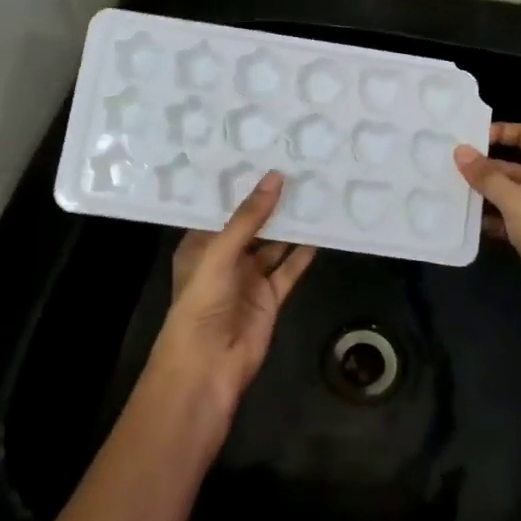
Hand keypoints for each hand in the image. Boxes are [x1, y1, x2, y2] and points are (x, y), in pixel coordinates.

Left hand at [143, 171, 316, 428]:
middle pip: (251, 225)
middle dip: (270, 202)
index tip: (263, 154)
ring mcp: (248, 278)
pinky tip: (320, 230)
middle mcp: (224, 258)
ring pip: (273, 245)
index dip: (241, 186)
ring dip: (290, 224)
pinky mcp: (270, 297)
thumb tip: (276, 177)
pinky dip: (303, 253)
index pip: (221, 209)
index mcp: (200, 245)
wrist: (207, 366)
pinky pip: (289, 269)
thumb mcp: (220, 252)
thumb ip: (249, 217)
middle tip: (297, 166)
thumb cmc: (201, 303)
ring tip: (313, 191)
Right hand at [454, 123, 520, 358]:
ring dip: (480, 196)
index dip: (502, 131)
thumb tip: (460, 151)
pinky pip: (506, 223)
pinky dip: (486, 222)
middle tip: (441, 168)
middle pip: (510, 167)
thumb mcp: (517, 200)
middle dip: (480, 168)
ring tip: (443, 193)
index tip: (469, 138)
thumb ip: (487, 176)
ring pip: (505, 197)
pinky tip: (461, 223)